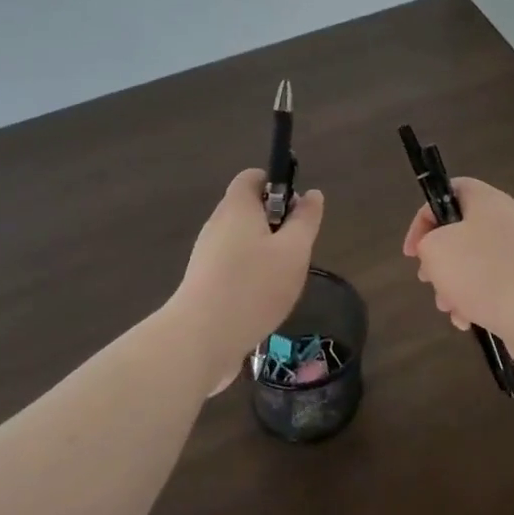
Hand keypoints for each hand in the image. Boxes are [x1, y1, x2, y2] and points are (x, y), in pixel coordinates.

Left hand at [174, 169, 324, 390]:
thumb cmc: (254, 286)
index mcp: (237, 207)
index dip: (277, 184)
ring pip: (242, 240)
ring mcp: (206, 254)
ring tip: (283, 278)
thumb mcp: (294, 251)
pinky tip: (264, 300)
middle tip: (296, 249)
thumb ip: (305, 220)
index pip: (253, 177)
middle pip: (249, 209)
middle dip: (277, 223)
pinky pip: (232, 265)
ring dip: (266, 252)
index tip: (297, 209)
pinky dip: (251, 274)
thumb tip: (312, 194)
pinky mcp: (203, 282)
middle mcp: (217, 224)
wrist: (201, 338)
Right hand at [402, 177, 513, 376]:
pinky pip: (494, 285)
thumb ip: (427, 242)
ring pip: (476, 262)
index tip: (413, 251)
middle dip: (439, 259)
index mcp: (488, 201)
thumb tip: (438, 251)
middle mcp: (508, 220)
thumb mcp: (436, 250)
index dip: (424, 217)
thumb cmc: (483, 273)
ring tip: (449, 308)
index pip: (450, 190)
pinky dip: (477, 300)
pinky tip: (468, 320)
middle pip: (461, 231)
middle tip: (428, 279)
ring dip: (454, 285)